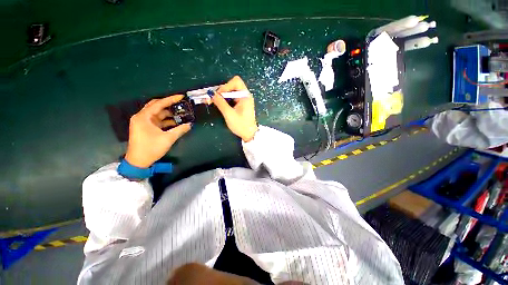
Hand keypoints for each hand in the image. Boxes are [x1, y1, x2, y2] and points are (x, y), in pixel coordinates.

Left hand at [125, 95, 191, 167]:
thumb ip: (180, 130)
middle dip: (169, 104)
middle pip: (156, 106)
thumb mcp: (168, 138)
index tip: (181, 96)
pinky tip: (175, 122)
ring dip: (168, 113)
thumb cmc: (151, 148)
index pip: (159, 104)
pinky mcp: (145, 128)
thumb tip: (190, 125)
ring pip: (157, 113)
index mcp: (144, 117)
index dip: (171, 99)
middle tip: (180, 103)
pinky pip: (157, 120)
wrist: (138, 161)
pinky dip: (165, 120)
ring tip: (180, 113)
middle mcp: (141, 117)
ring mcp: (143, 123)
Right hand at [212, 76, 257, 141]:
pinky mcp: (241, 104)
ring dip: (221, 95)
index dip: (226, 86)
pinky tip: (219, 104)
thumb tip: (211, 93)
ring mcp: (243, 99)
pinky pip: (231, 97)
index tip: (219, 95)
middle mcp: (245, 95)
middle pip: (232, 85)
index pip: (236, 82)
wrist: (249, 134)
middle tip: (213, 98)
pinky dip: (225, 99)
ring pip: (230, 91)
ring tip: (213, 102)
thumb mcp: (229, 114)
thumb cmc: (241, 125)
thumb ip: (220, 103)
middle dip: (221, 90)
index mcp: (245, 96)